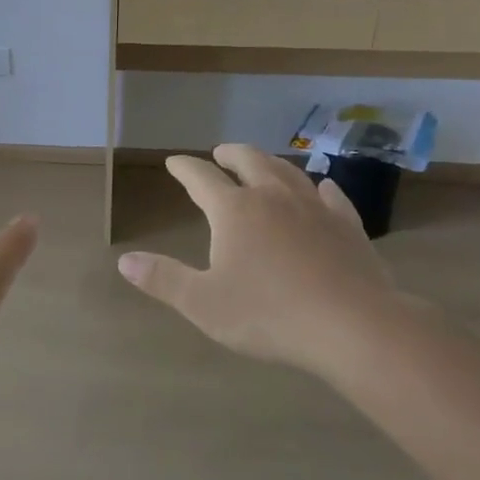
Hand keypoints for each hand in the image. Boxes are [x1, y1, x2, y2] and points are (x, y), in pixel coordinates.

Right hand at [116, 144, 406, 372]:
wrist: (354, 327)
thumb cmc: (269, 315)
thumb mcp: (204, 303)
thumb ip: (163, 279)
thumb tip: (124, 261)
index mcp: (233, 210)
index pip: (200, 178)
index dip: (184, 168)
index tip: (174, 162)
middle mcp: (272, 197)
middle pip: (248, 161)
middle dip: (230, 154)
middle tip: (220, 152)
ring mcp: (314, 208)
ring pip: (288, 172)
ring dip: (270, 163)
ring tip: (262, 162)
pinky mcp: (348, 226)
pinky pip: (332, 196)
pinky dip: (321, 187)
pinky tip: (323, 187)